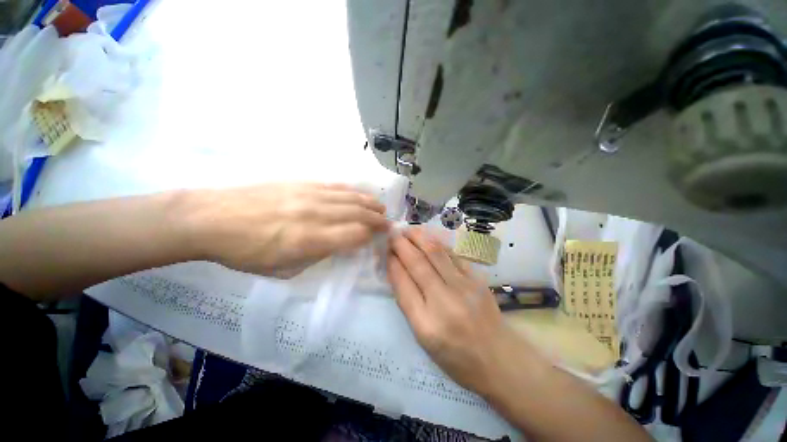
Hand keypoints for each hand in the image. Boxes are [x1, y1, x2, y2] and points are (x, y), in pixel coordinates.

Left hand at [185, 183, 388, 277]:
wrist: (211, 218)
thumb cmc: (244, 253)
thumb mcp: (282, 269)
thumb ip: (316, 255)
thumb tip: (337, 245)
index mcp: (309, 240)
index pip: (355, 235)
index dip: (370, 237)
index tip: (378, 238)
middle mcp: (315, 214)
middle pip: (357, 214)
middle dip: (376, 219)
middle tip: (387, 222)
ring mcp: (309, 195)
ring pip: (350, 198)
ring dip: (369, 203)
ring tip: (380, 207)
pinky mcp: (301, 183)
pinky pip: (335, 186)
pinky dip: (351, 192)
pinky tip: (358, 195)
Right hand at [388, 227, 522, 395]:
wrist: (499, 359)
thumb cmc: (456, 357)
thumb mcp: (423, 339)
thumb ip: (409, 303)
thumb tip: (397, 271)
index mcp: (425, 324)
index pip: (402, 284)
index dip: (392, 263)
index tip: (385, 250)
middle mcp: (444, 302)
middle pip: (417, 264)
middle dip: (401, 244)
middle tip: (392, 233)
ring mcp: (464, 287)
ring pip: (435, 253)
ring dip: (419, 237)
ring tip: (408, 229)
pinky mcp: (477, 279)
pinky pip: (453, 254)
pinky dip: (438, 243)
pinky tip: (429, 237)